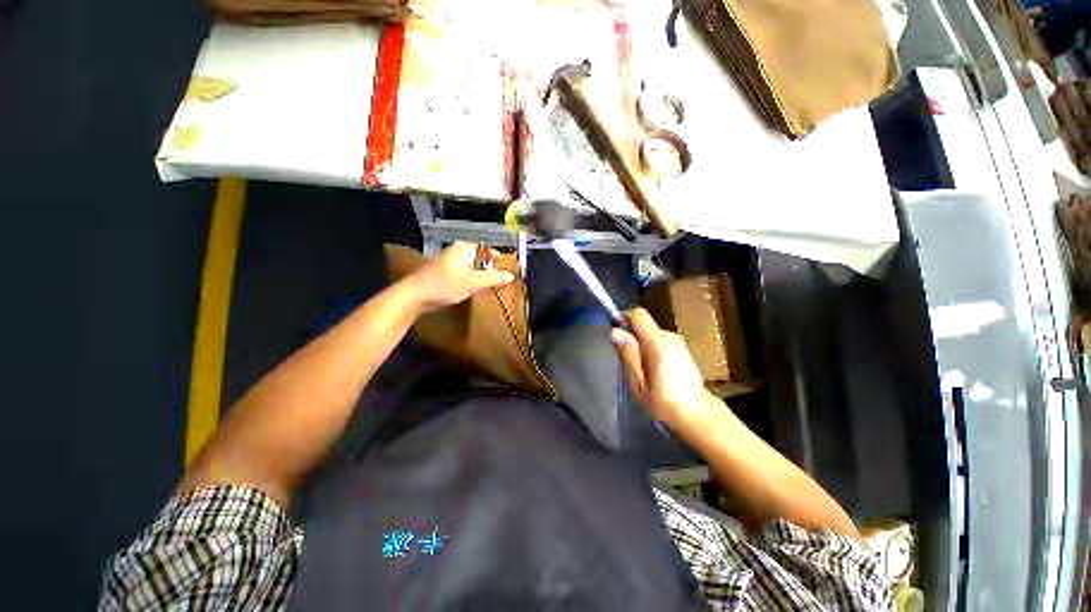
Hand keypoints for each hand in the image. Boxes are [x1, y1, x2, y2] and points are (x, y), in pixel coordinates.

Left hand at [402, 242, 514, 312]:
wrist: (414, 297)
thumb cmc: (444, 285)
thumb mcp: (472, 282)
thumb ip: (493, 278)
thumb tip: (511, 276)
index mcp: (463, 248)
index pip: (487, 249)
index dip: (499, 258)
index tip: (509, 270)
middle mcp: (457, 252)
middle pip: (480, 258)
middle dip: (492, 269)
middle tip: (503, 281)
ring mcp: (449, 263)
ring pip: (472, 268)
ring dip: (482, 276)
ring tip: (492, 287)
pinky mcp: (445, 274)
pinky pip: (464, 275)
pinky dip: (472, 281)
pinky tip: (476, 290)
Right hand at [610, 308, 716, 426]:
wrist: (699, 416)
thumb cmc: (665, 404)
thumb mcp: (639, 384)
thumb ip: (628, 355)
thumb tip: (614, 331)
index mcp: (658, 343)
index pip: (638, 314)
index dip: (624, 319)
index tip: (617, 337)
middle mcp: (670, 337)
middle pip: (644, 325)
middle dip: (632, 338)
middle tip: (629, 363)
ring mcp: (679, 342)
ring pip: (651, 333)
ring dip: (642, 346)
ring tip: (642, 371)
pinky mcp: (683, 349)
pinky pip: (660, 341)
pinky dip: (652, 350)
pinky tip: (655, 371)